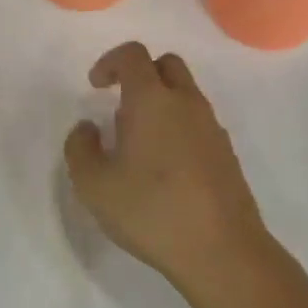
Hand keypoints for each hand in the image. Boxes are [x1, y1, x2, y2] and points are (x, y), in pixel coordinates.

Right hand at [64, 43, 274, 300]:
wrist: (222, 251)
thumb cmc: (151, 211)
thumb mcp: (94, 185)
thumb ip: (80, 148)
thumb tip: (87, 128)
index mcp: (153, 100)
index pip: (133, 55)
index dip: (110, 62)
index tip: (96, 86)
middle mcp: (186, 103)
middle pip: (166, 65)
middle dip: (140, 75)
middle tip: (120, 106)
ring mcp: (212, 127)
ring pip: (185, 94)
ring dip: (160, 103)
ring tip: (139, 144)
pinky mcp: (226, 153)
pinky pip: (198, 122)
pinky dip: (178, 127)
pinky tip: (165, 167)